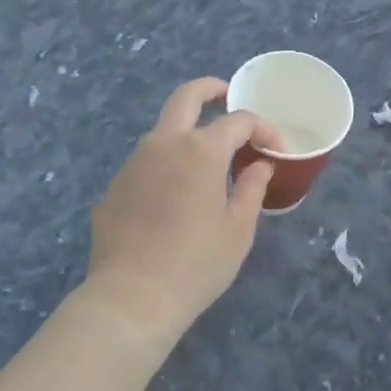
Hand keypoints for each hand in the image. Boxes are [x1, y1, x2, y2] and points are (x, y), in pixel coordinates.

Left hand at [82, 78, 281, 340]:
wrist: (130, 301)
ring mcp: (133, 163)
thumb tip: (259, 165)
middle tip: (227, 97)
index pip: (239, 121)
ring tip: (206, 162)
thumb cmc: (195, 265)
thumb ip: (251, 189)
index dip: (263, 129)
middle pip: (187, 96)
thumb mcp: (237, 230)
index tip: (275, 150)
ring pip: (163, 129)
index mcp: (200, 150)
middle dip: (211, 89)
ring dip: (186, 131)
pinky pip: (145, 163)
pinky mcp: (114, 187)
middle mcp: (164, 144)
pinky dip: (165, 165)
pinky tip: (173, 198)